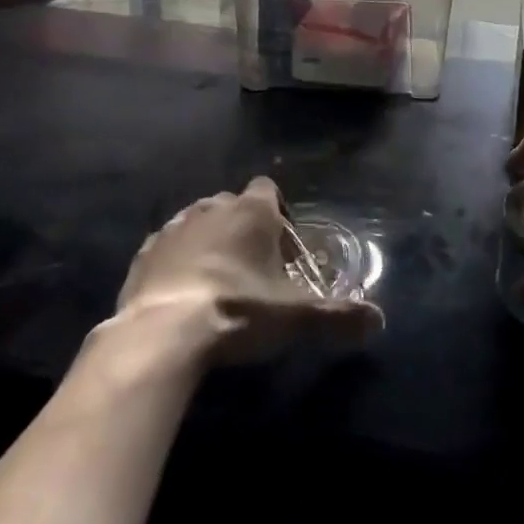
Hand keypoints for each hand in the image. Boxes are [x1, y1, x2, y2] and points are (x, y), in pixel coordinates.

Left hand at [115, 178, 383, 364]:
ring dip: (209, 245)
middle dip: (244, 231)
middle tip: (254, 273)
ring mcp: (175, 227)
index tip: (282, 251)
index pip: (269, 189)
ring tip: (217, 286)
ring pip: (199, 224)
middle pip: (234, 206)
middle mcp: (213, 206)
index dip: (279, 215)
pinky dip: (176, 264)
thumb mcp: (295, 317)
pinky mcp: (144, 253)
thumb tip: (379, 320)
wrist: (162, 334)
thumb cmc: (238, 310)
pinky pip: (167, 249)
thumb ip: (339, 315)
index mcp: (252, 210)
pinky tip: (181, 297)